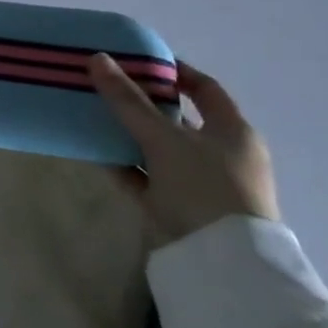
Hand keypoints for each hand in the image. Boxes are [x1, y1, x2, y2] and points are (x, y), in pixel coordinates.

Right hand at [91, 55, 280, 243]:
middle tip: (107, 85)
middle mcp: (222, 155)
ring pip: (160, 149)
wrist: (221, 269)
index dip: (174, 71)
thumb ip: (128, 100)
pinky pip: (148, 178)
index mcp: (233, 132)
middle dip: (143, 102)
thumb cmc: (204, 188)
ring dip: (130, 134)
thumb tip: (97, 58)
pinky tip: (97, 153)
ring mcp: (202, 185)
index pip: (204, 88)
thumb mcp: (163, 139)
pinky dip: (126, 165)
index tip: (138, 60)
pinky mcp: (182, 210)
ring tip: (95, 115)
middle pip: (178, 119)